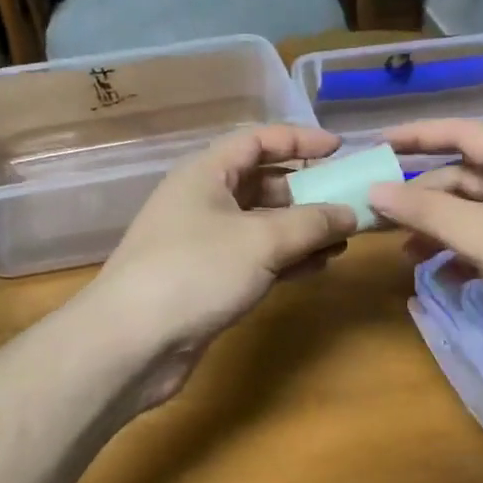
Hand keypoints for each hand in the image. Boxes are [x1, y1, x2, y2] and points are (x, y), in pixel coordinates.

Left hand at [86, 124, 358, 405]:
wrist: (133, 342)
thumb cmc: (196, 272)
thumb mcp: (262, 240)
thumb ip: (312, 223)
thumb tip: (350, 214)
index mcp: (206, 173)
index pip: (257, 140)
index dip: (299, 140)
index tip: (339, 149)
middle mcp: (203, 201)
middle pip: (262, 184)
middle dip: (307, 192)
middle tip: (349, 204)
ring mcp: (204, 244)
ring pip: (262, 225)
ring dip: (302, 230)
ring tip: (343, 240)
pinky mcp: (208, 280)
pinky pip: (256, 259)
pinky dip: (286, 259)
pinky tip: (317, 266)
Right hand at [367, 119, 482, 356]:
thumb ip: (427, 212)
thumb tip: (376, 190)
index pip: (459, 132)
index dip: (416, 135)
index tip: (376, 145)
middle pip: (466, 175)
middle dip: (423, 197)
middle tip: (383, 222)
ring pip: (480, 212)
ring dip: (442, 229)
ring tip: (408, 257)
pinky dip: (469, 253)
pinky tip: (448, 278)